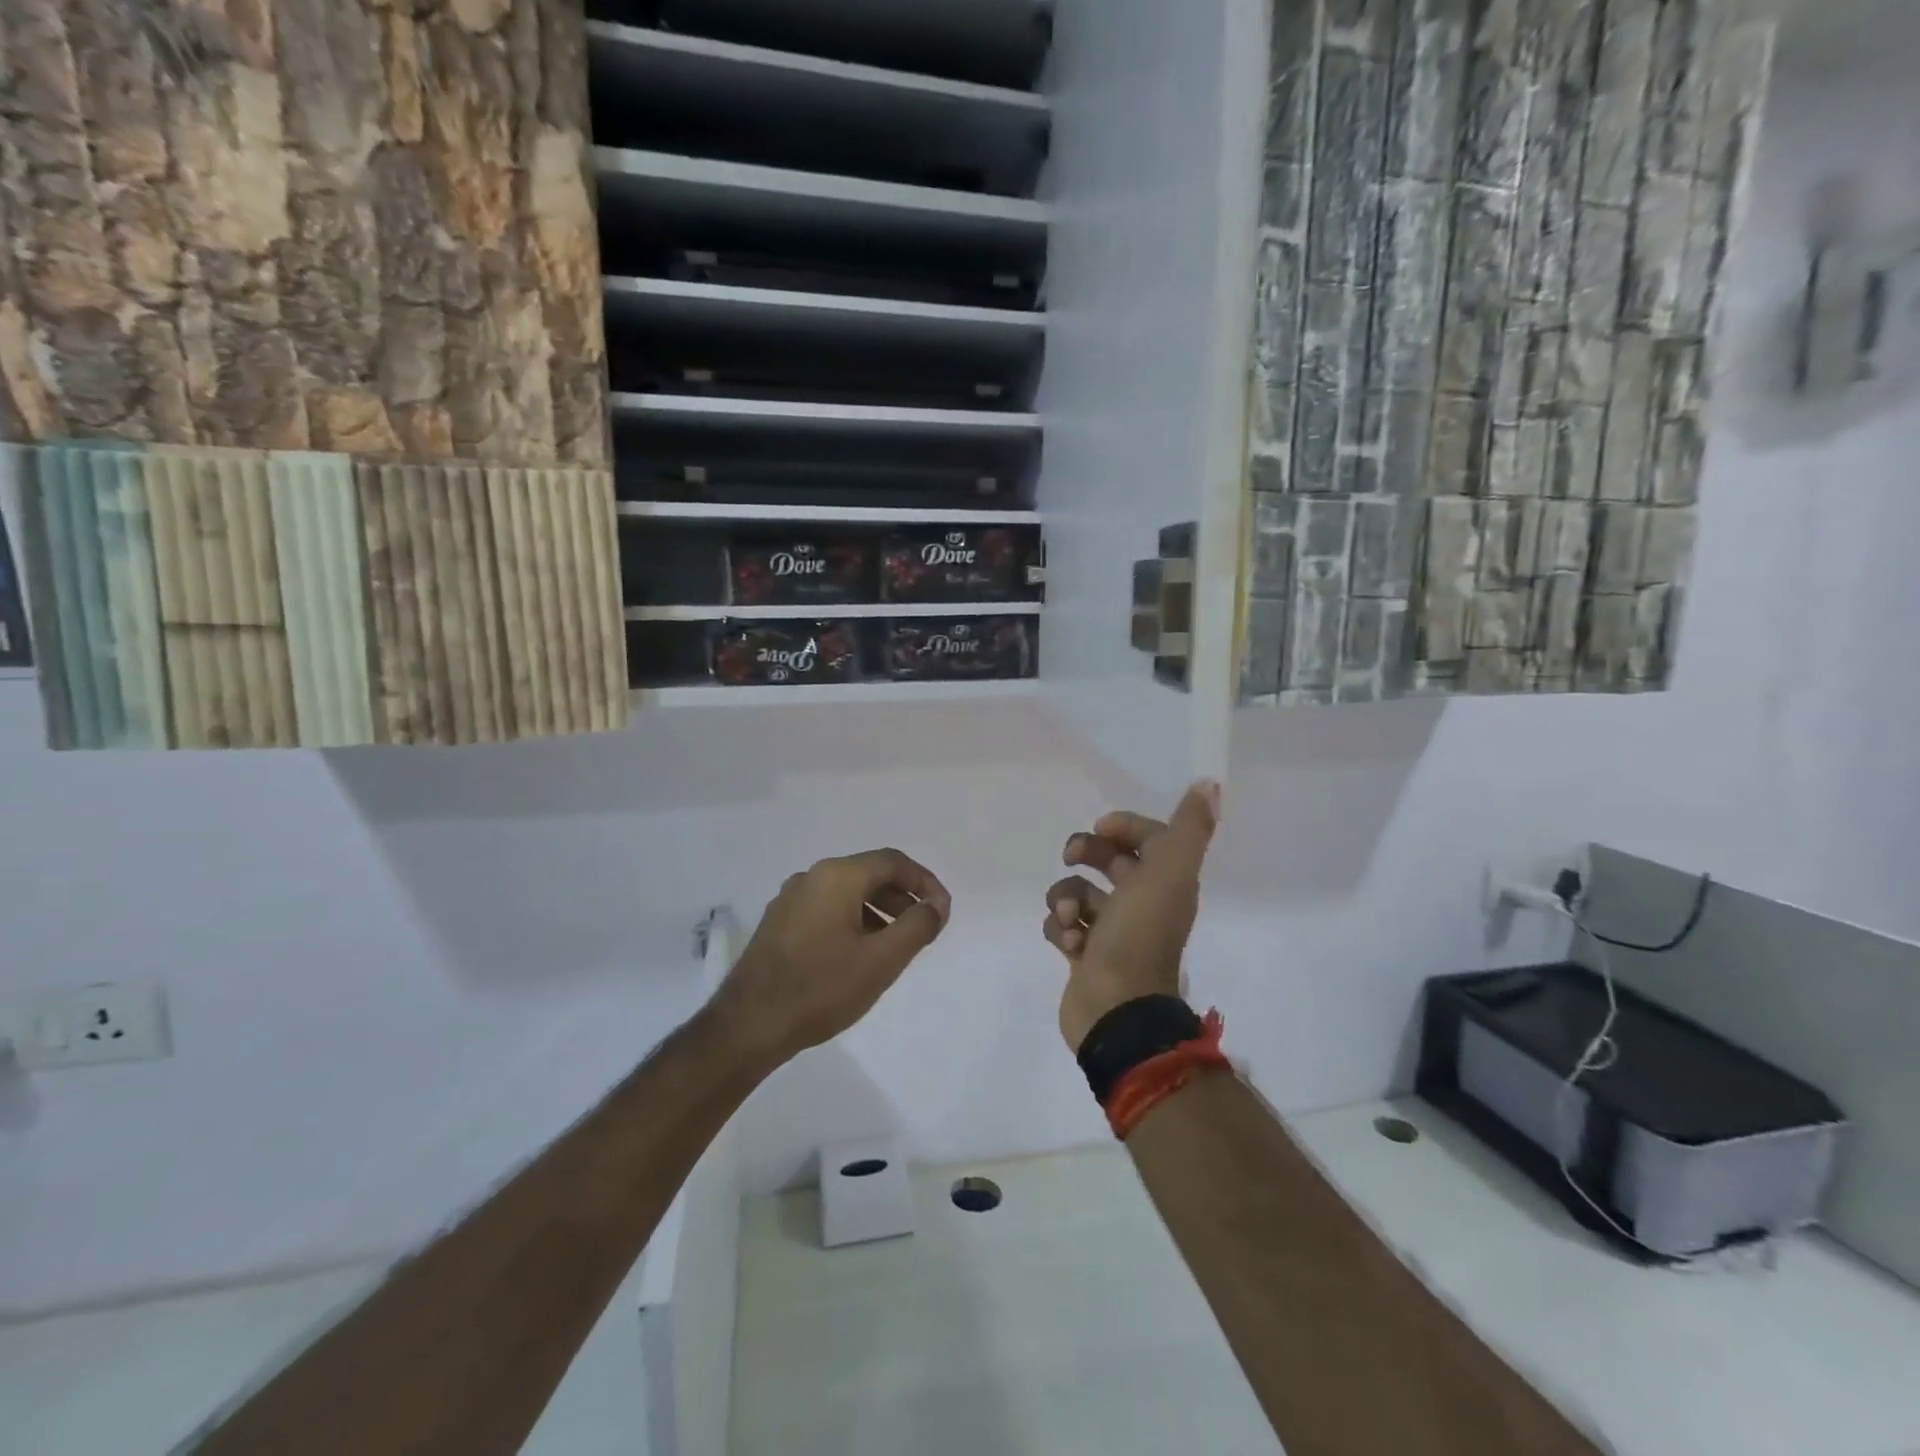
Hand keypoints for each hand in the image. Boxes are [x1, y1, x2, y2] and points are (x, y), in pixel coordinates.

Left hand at [712, 849, 951, 1068]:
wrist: (748, 1025)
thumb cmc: (821, 988)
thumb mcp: (881, 960)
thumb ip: (917, 926)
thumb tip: (936, 905)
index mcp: (837, 876)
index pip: (893, 862)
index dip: (925, 882)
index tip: (942, 911)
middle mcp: (811, 877)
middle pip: (869, 874)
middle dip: (902, 897)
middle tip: (924, 928)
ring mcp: (790, 899)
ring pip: (847, 893)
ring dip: (879, 911)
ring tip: (896, 946)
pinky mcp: (778, 923)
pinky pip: (827, 909)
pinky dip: (853, 921)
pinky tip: (859, 954)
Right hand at [1042, 781, 1219, 1052]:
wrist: (1116, 1010)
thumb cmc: (1139, 937)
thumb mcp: (1168, 874)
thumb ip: (1188, 829)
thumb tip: (1210, 784)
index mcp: (1165, 883)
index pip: (1148, 838)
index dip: (1124, 826)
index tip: (1101, 828)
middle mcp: (1141, 904)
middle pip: (1109, 861)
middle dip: (1086, 853)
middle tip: (1072, 858)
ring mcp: (1111, 932)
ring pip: (1078, 893)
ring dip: (1066, 898)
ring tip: (1072, 920)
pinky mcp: (1084, 955)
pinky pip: (1062, 926)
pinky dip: (1060, 930)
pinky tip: (1070, 945)